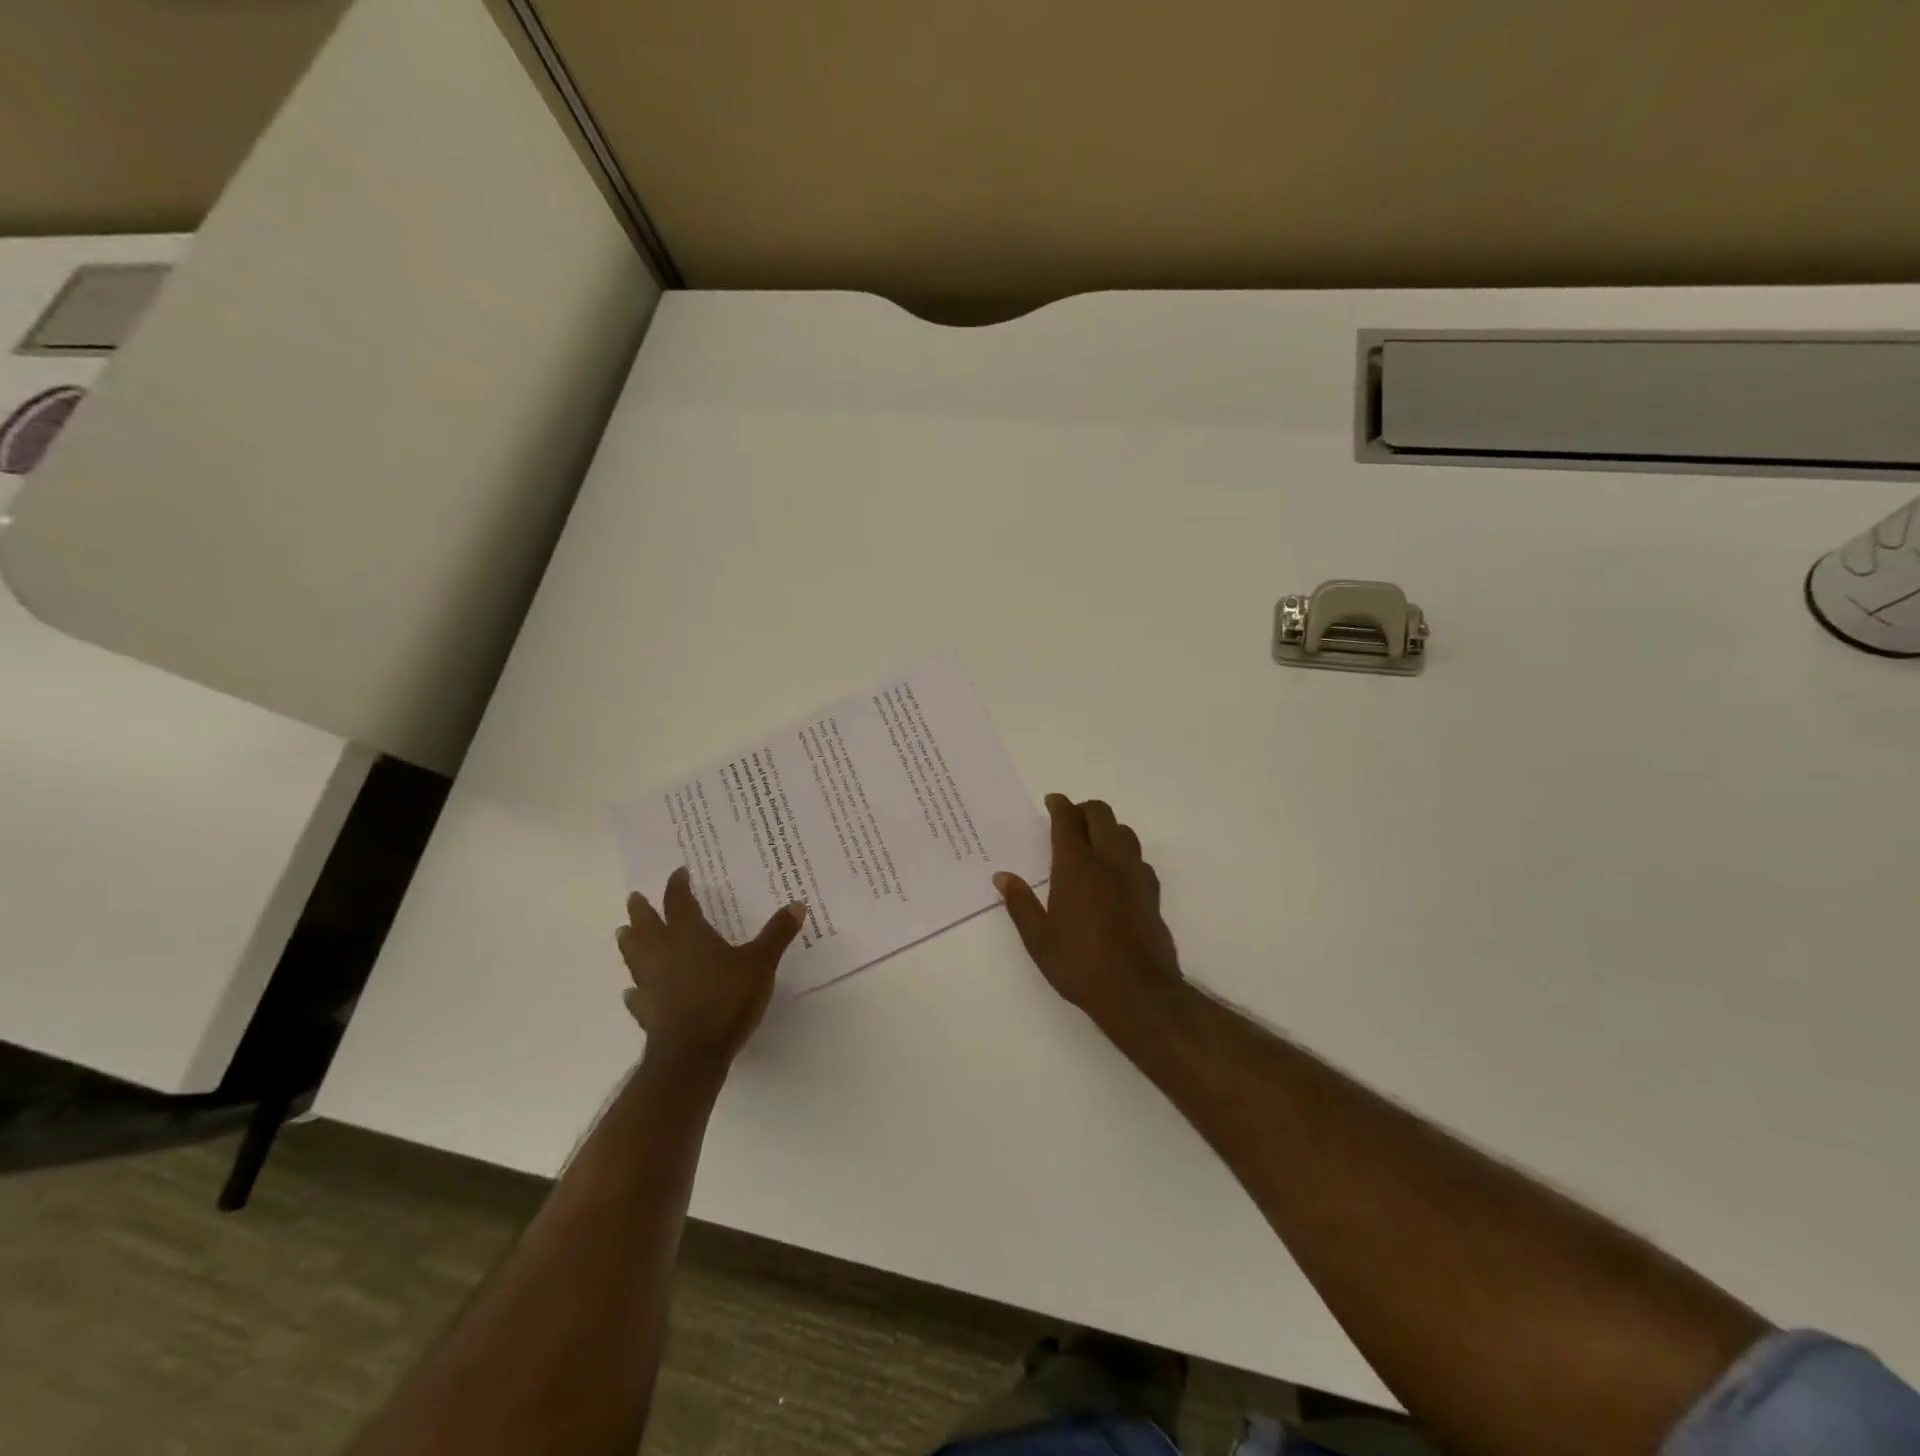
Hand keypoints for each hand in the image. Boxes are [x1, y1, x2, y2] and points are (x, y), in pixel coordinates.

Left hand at [616, 867, 807, 1066]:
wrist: (692, 1052)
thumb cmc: (726, 998)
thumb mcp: (760, 962)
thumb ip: (777, 934)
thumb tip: (797, 904)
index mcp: (689, 935)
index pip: (679, 902)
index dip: (678, 886)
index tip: (678, 873)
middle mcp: (664, 953)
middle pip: (647, 926)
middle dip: (642, 910)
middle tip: (633, 897)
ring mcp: (651, 984)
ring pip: (634, 956)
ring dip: (630, 943)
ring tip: (623, 933)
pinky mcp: (647, 1013)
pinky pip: (637, 996)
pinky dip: (635, 991)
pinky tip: (631, 991)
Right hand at [995, 794, 1183, 1026]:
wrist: (1137, 991)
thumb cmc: (1079, 963)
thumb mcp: (1038, 938)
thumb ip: (1020, 903)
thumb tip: (1003, 877)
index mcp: (1076, 867)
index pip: (1068, 821)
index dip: (1059, 805)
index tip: (1052, 800)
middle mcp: (1108, 861)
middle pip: (1101, 815)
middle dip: (1084, 809)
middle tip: (1070, 818)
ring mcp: (1135, 876)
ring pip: (1124, 833)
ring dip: (1108, 828)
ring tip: (1094, 841)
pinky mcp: (1152, 894)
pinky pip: (1139, 859)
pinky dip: (1125, 854)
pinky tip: (1117, 873)